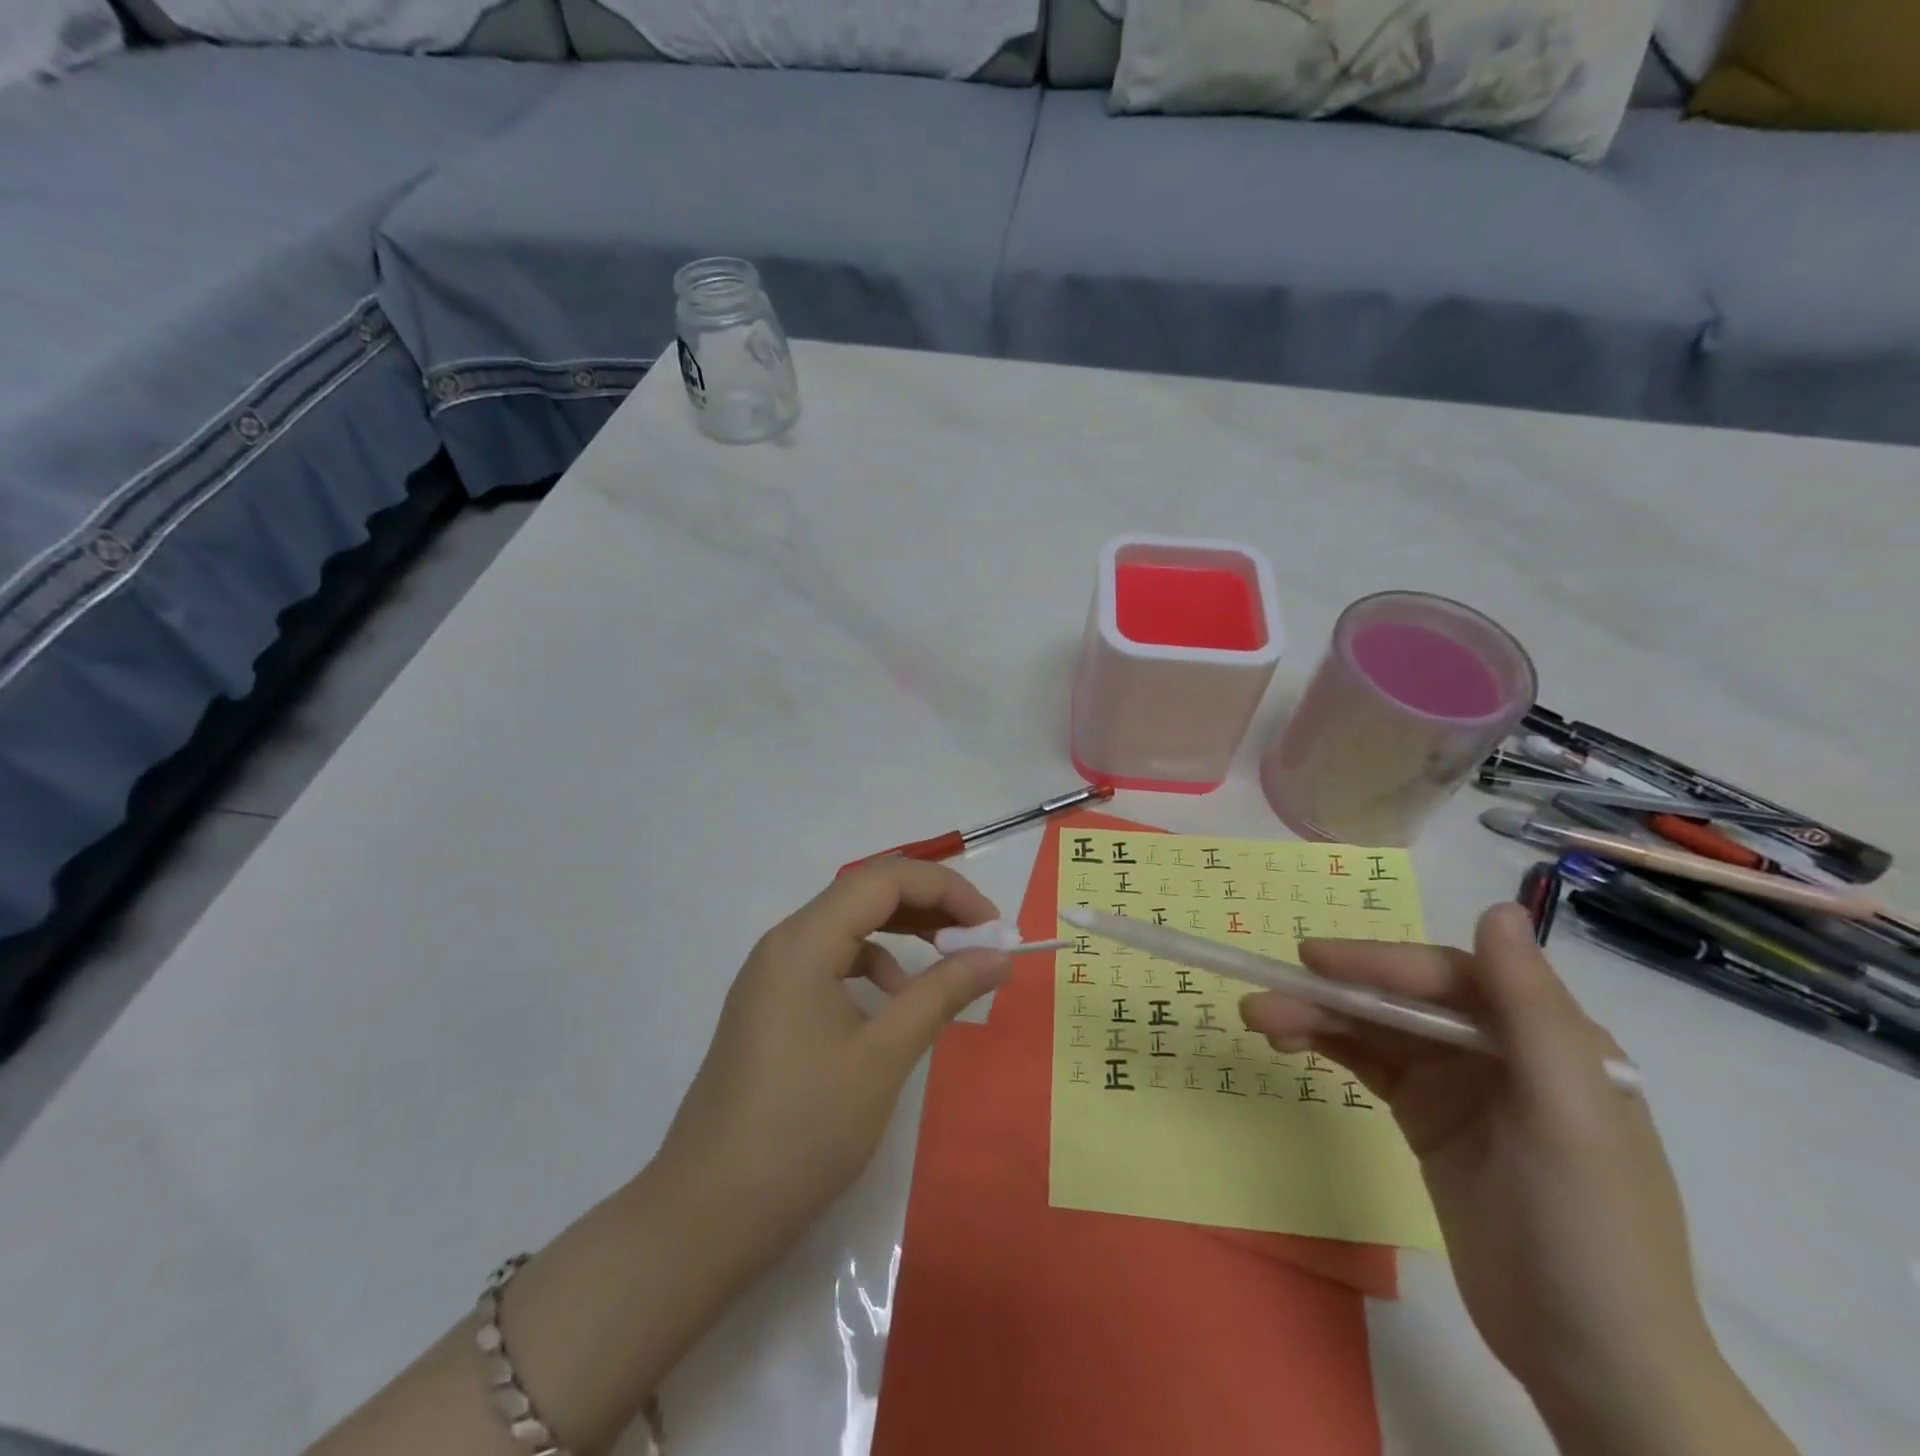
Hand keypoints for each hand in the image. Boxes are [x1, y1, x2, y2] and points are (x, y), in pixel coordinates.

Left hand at [654, 859, 1012, 1265]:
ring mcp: (773, 976)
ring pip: (850, 927)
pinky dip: (874, 966)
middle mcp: (784, 944)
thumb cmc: (801, 1132)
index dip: (946, 889)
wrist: (707, 1216)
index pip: (884, 879)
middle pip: (865, 895)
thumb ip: (942, 994)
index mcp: (804, 942)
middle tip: (982, 938)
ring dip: (904, 932)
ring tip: (950, 961)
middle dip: (929, 906)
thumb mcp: (883, 1057)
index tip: (993, 926)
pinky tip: (896, 1003)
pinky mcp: (772, 1007)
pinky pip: (833, 962)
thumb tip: (999, 956)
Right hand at [1241, 903, 1729, 1444]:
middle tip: (1266, 995)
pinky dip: (1329, 1046)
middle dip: (1335, 993)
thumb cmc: (1589, 1229)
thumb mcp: (1568, 1115)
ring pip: (1377, 1028)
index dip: (1381, 963)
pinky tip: (1289, 1041)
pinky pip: (1370, 1063)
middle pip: (1403, 1000)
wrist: (1590, 1361)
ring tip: (1259, 1019)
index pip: (1450, 976)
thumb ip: (1530, 1008)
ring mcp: (1461, 1083)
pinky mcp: (1428, 1117)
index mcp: (1546, 1036)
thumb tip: (1500, 907)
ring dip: (1319, 1018)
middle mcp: (1500, 1047)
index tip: (1314, 959)